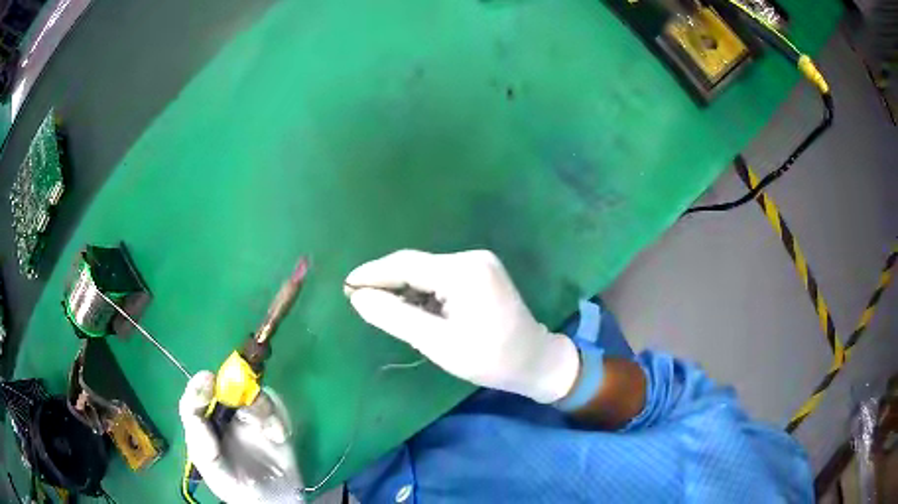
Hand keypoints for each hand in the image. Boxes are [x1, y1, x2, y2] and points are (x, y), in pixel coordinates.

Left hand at [179, 372, 304, 503]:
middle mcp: (224, 417)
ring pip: (252, 395)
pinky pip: (275, 408)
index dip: (199, 386)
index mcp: (205, 427)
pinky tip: (278, 436)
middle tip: (245, 402)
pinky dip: (277, 418)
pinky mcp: (272, 424)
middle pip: (226, 390)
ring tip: (268, 430)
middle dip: (237, 389)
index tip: (208, 379)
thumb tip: (196, 411)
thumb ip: (201, 442)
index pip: (195, 400)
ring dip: (261, 408)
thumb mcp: (213, 469)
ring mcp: (249, 419)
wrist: (274, 501)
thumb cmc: (237, 487)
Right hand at [345, 249, 579, 403]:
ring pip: (427, 272)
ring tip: (382, 310)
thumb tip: (358, 297)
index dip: (373, 273)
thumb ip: (395, 317)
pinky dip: (423, 293)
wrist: (535, 361)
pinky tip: (412, 310)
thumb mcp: (437, 343)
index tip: (345, 285)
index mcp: (463, 271)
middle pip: (416, 266)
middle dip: (387, 283)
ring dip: (405, 290)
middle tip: (358, 301)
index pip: (406, 265)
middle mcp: (471, 258)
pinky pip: (441, 278)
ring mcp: (479, 264)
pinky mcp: (481, 273)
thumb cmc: (489, 359)